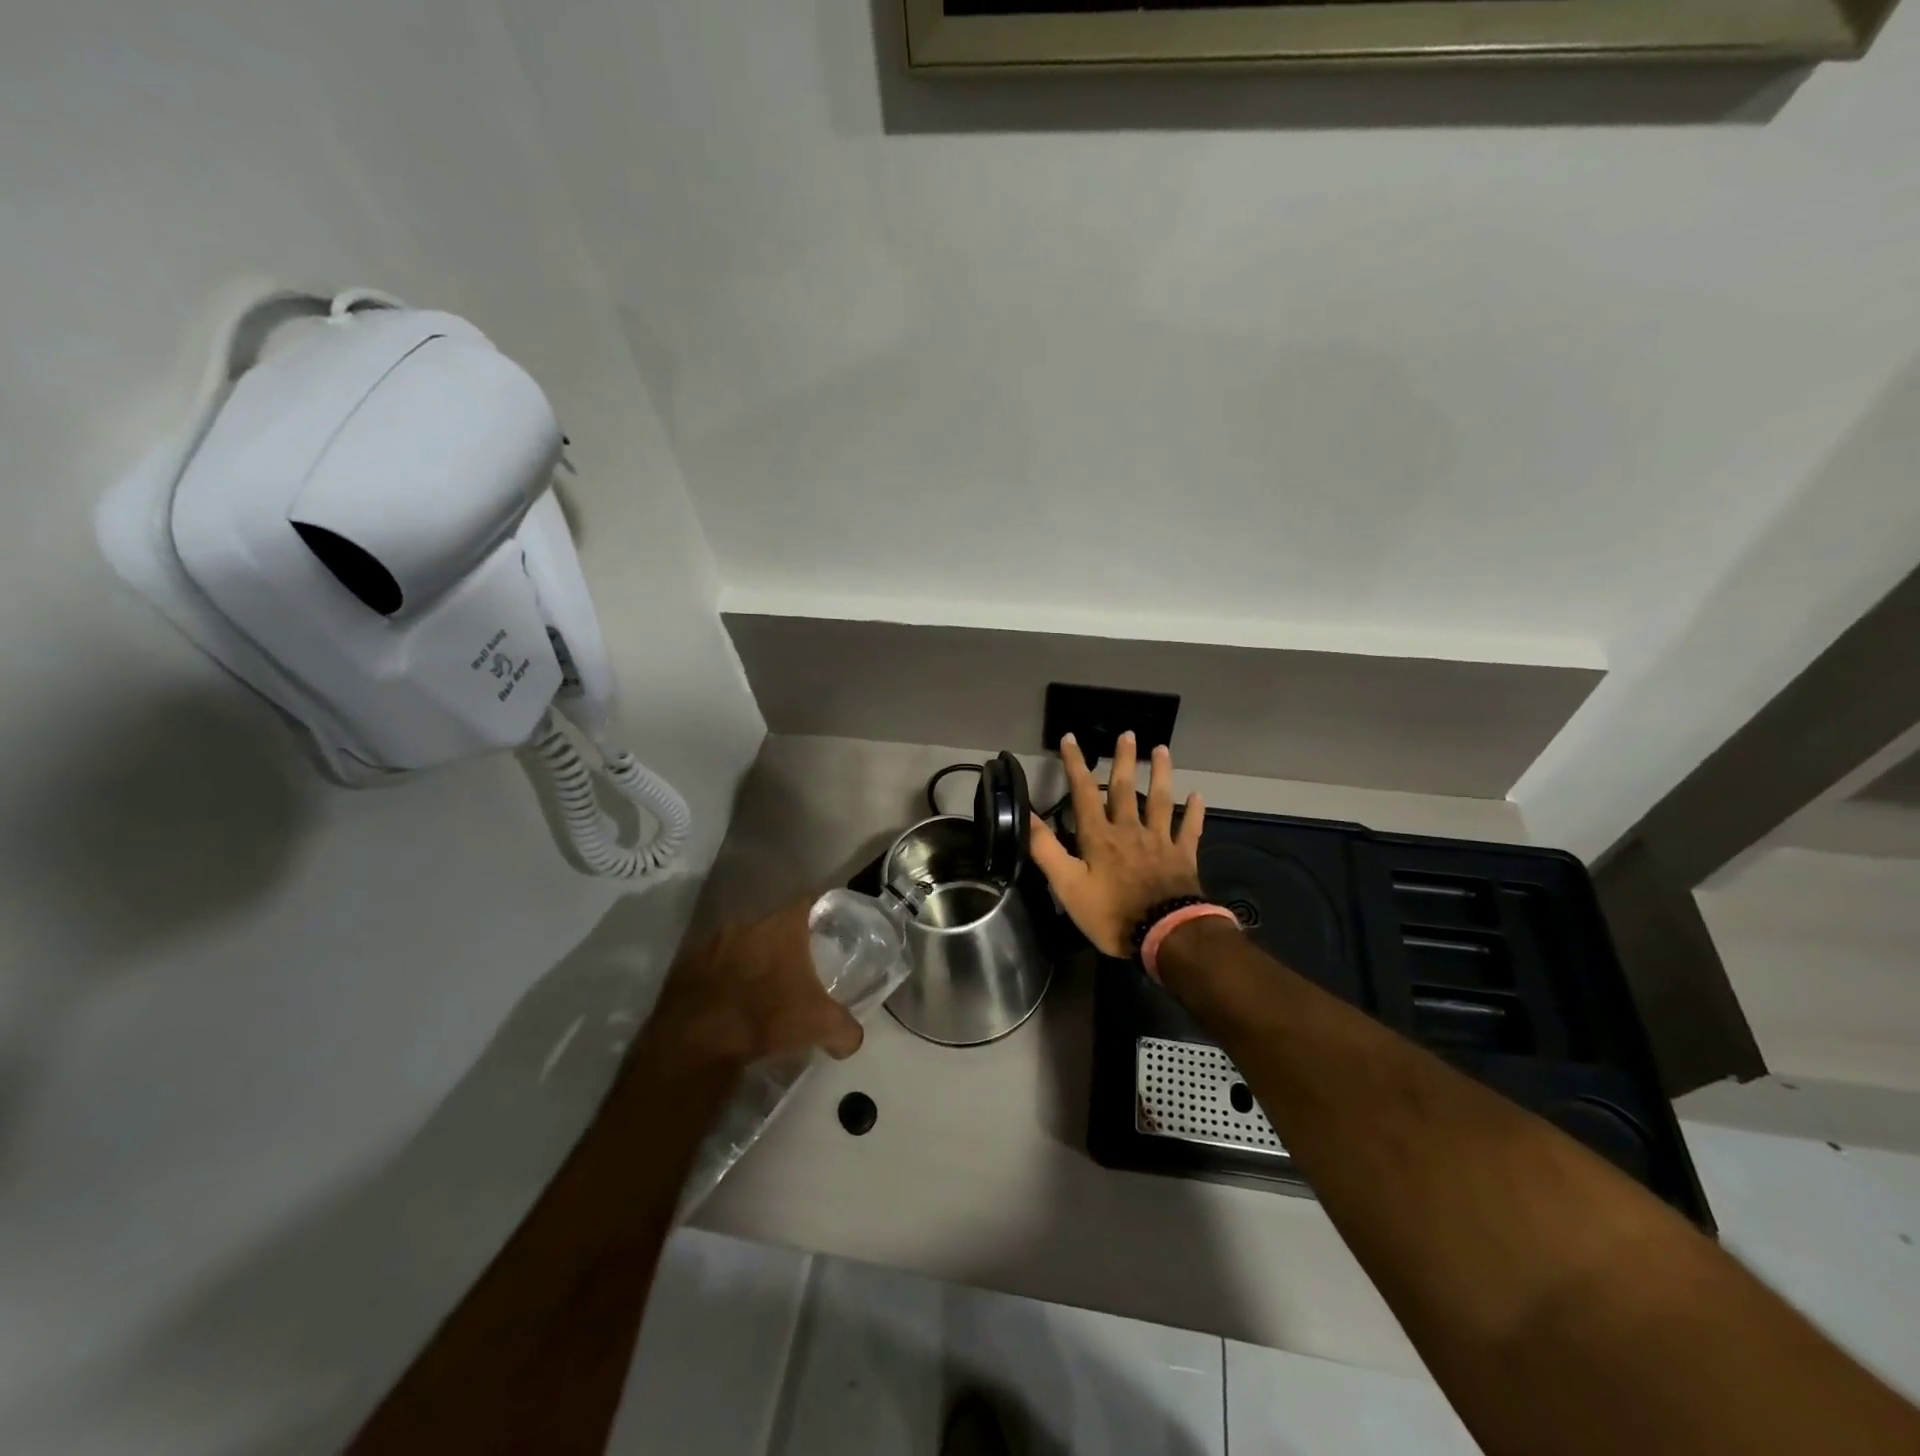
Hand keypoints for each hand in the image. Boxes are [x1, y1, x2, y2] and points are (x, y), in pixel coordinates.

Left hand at [637, 901, 863, 1076]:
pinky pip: (710, 966)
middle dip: (782, 943)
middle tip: (794, 968)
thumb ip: (846, 1029)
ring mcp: (711, 943)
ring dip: (748, 960)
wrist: (697, 1042)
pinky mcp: (684, 967)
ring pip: (739, 944)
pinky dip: (720, 979)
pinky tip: (726, 1004)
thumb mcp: (821, 1026)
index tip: (827, 929)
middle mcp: (746, 924)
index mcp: (782, 926)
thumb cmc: (767, 1018)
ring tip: (758, 989)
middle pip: (772, 925)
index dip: (819, 913)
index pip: (808, 901)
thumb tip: (852, 1039)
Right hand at [1029, 732, 1205, 958]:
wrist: (1165, 934)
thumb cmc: (1111, 913)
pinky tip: (1198, 796)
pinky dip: (1193, 812)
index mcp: (1099, 836)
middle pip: (1125, 789)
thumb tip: (1026, 816)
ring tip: (1162, 749)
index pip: (1084, 792)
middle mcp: (1129, 830)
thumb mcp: (1068, 886)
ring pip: (1160, 800)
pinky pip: (1189, 829)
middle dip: (1123, 760)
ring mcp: (1159, 841)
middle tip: (1128, 734)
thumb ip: (1046, 850)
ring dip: (1160, 774)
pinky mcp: (1183, 857)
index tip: (1071, 738)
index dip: (1075, 764)